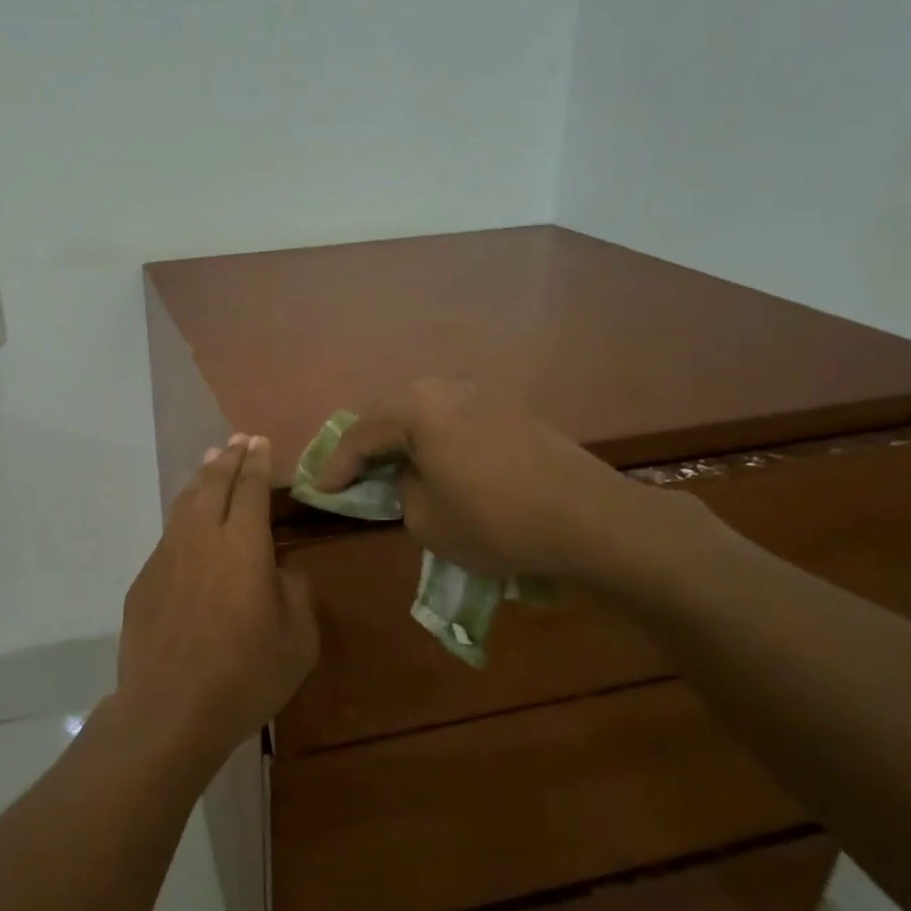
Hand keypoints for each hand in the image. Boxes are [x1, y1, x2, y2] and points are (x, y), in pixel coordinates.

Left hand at [118, 435, 318, 763]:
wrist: (169, 709)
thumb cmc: (244, 675)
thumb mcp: (297, 640)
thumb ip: (295, 593)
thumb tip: (281, 571)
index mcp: (244, 546)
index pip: (251, 488)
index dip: (257, 462)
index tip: (259, 441)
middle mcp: (202, 538)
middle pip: (214, 484)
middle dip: (229, 459)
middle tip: (237, 440)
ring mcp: (167, 556)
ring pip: (185, 503)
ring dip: (202, 479)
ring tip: (210, 463)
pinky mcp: (145, 579)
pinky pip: (169, 534)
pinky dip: (183, 515)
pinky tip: (188, 523)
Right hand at [313, 379, 694, 592]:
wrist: (591, 519)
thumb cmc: (496, 521)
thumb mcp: (427, 521)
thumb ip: (402, 492)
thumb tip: (410, 477)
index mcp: (417, 408)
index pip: (360, 435)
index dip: (336, 466)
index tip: (319, 490)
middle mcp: (446, 389)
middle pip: (391, 414)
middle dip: (367, 445)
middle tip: (351, 474)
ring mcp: (483, 396)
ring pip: (425, 414)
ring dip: (404, 440)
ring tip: (393, 468)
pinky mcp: (512, 412)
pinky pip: (455, 421)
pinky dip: (436, 441)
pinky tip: (439, 466)